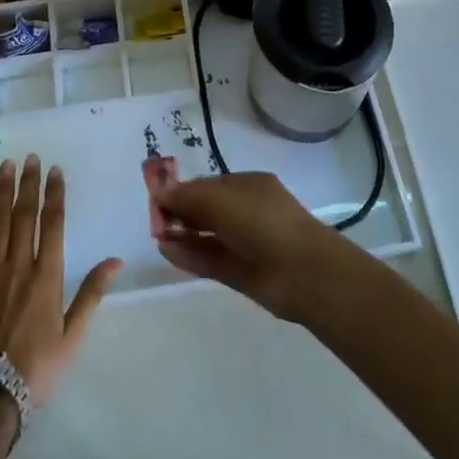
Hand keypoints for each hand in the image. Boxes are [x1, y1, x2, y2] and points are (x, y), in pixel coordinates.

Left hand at [0, 155, 121, 407]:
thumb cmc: (34, 368)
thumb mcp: (72, 337)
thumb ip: (91, 294)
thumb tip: (116, 261)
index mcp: (46, 276)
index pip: (52, 224)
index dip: (54, 195)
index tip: (55, 171)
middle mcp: (18, 265)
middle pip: (24, 215)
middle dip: (29, 184)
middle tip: (31, 157)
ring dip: (3, 190)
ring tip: (6, 166)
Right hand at [156, 171, 353, 321]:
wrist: (304, 273)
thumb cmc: (263, 223)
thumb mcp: (221, 202)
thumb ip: (188, 197)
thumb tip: (158, 188)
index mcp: (248, 186)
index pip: (208, 185)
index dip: (182, 190)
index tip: (156, 196)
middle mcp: (247, 212)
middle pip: (206, 210)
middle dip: (180, 212)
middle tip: (153, 219)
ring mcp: (245, 244)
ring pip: (207, 236)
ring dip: (182, 234)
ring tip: (156, 235)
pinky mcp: (241, 273)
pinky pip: (210, 259)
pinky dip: (189, 255)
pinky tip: (167, 250)